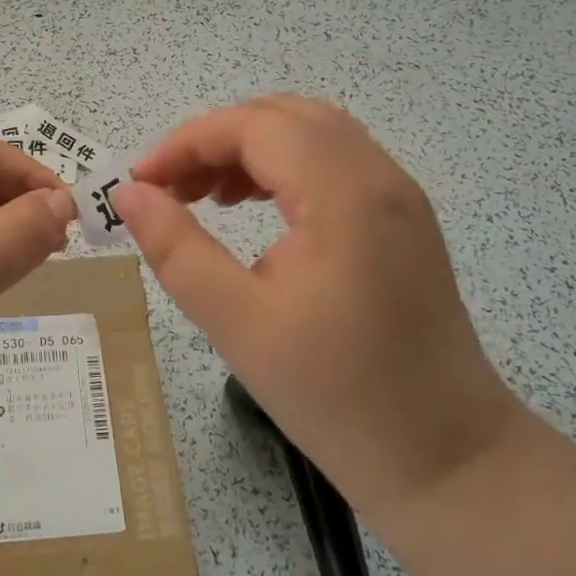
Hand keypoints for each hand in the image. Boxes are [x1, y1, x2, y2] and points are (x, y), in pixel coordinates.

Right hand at [112, 95, 522, 517]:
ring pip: (311, 134)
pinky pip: (333, 162)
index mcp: (343, 194)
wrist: (446, 458)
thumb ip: (176, 248)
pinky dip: (283, 167)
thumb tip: (129, 193)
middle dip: (216, 139)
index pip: (253, 126)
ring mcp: (397, 195)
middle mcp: (378, 176)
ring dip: (250, 149)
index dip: (187, 142)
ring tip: (205, 196)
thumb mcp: (237, 322)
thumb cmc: (336, 394)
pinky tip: (254, 207)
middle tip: (169, 188)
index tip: (140, 182)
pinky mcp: (401, 219)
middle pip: (283, 116)